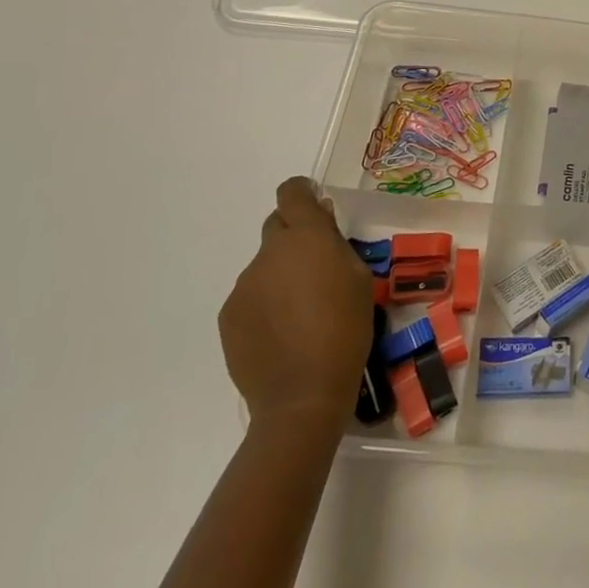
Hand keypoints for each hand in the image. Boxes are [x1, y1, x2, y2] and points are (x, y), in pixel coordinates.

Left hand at [219, 178, 373, 427]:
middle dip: (295, 237)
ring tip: (301, 311)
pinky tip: (282, 332)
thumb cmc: (346, 329)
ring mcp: (244, 285)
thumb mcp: (359, 278)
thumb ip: (336, 244)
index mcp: (305, 237)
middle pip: (277, 226)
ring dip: (281, 274)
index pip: (291, 193)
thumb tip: (321, 222)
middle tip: (316, 266)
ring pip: (266, 265)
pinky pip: (252, 295)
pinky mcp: (229, 315)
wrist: (302, 395)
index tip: (316, 207)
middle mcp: (269, 253)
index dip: (302, 193)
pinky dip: (266, 303)